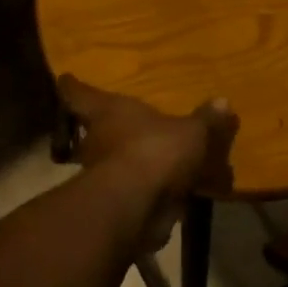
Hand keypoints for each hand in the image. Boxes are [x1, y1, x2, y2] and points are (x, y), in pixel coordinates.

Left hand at [57, 76, 237, 250]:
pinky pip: (127, 193)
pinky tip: (160, 193)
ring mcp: (100, 176)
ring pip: (105, 164)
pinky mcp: (112, 206)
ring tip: (141, 159)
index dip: (73, 87)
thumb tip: (223, 101)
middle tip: (110, 124)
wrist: (137, 207)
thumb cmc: (155, 151)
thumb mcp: (190, 132)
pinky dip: (140, 193)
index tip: (65, 79)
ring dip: (119, 163)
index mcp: (107, 113)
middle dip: (96, 131)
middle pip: (87, 132)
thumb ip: (204, 119)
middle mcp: (97, 142)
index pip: (79, 95)